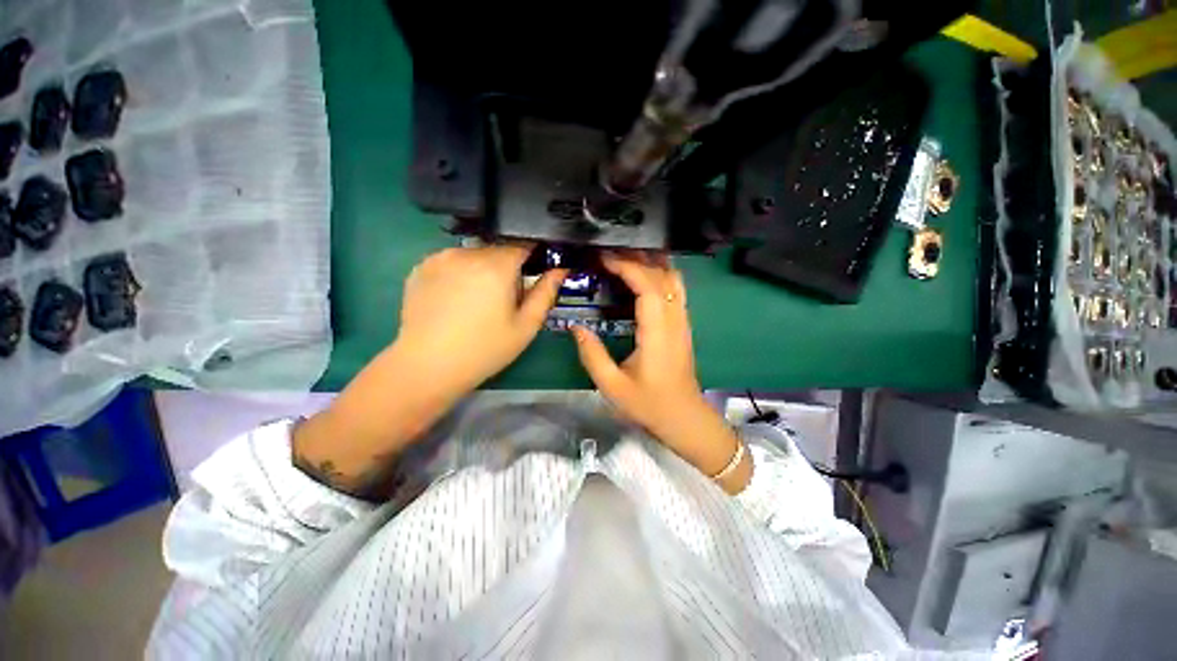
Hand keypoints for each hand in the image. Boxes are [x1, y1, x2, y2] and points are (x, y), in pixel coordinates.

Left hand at [395, 244, 566, 397]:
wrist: (428, 366)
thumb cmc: (484, 349)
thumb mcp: (525, 326)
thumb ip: (545, 293)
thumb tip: (560, 270)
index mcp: (496, 266)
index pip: (523, 245)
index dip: (533, 257)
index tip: (534, 274)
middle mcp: (467, 253)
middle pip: (498, 250)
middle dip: (507, 268)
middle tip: (504, 299)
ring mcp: (439, 258)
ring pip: (474, 255)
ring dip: (483, 270)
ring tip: (477, 302)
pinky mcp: (420, 268)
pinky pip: (451, 261)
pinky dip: (460, 273)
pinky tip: (455, 300)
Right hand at [571, 252, 750, 491]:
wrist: (683, 418)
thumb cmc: (648, 404)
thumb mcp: (612, 386)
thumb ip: (592, 355)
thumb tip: (575, 328)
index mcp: (657, 333)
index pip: (648, 287)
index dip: (627, 267)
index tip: (604, 259)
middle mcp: (674, 321)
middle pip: (662, 276)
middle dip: (636, 258)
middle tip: (609, 253)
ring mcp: (682, 321)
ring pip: (674, 279)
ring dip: (651, 262)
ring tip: (625, 257)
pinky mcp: (683, 324)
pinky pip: (675, 289)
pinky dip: (660, 274)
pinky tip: (643, 274)